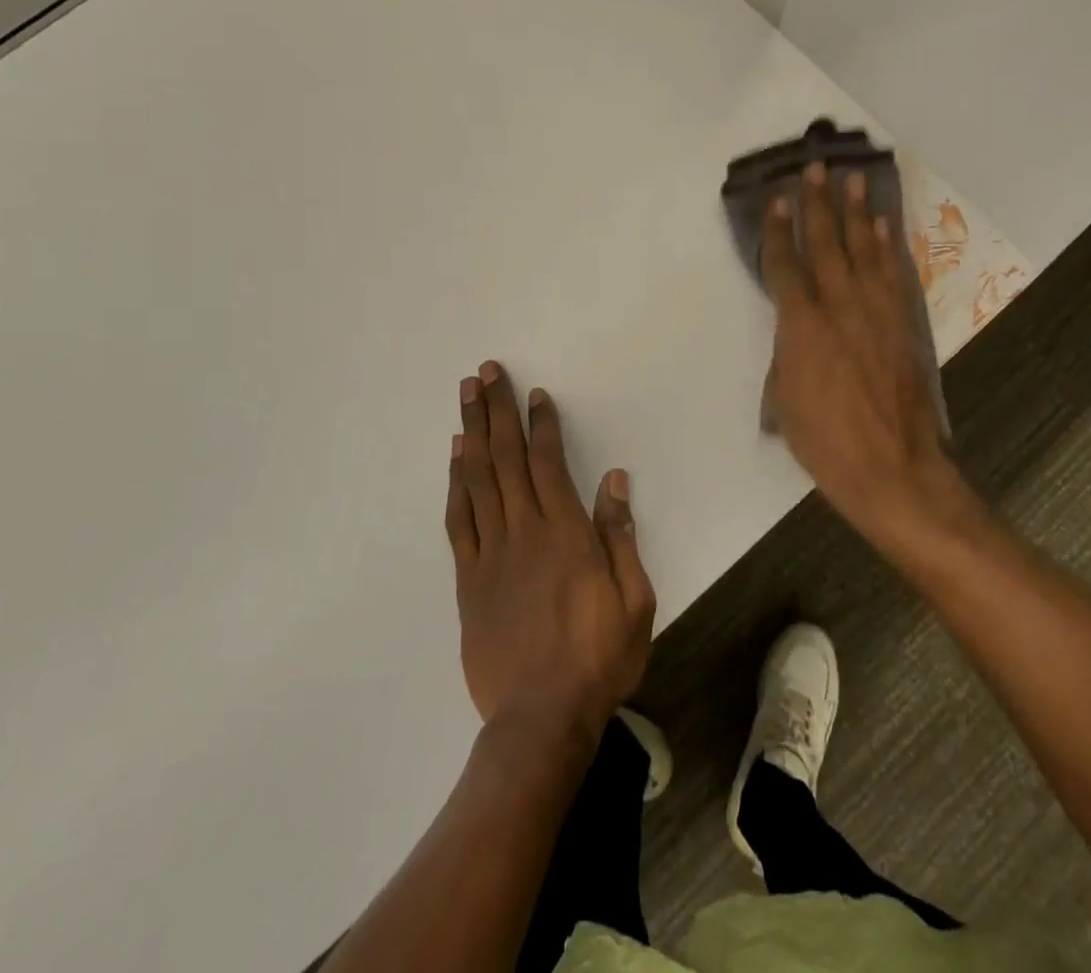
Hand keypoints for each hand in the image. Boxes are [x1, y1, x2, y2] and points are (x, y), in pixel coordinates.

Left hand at [445, 362, 655, 740]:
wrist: (540, 718)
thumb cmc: (598, 657)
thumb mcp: (634, 599)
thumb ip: (621, 536)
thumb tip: (614, 480)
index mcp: (566, 533)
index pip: (549, 462)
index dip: (541, 424)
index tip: (534, 394)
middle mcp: (524, 531)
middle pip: (506, 458)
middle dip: (496, 410)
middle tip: (486, 372)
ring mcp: (491, 553)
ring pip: (478, 479)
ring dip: (472, 432)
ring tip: (466, 396)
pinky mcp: (469, 579)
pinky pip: (459, 519)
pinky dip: (456, 482)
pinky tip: (456, 457)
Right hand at [761, 164, 984, 559]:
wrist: (893, 469)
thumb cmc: (826, 442)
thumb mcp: (784, 400)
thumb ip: (786, 353)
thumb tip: (794, 331)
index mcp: (801, 327)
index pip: (785, 267)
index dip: (777, 232)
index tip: (776, 200)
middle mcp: (839, 308)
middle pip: (826, 245)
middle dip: (819, 205)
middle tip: (816, 169)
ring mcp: (877, 313)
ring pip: (864, 251)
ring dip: (858, 213)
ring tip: (854, 181)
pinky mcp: (903, 324)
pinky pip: (893, 274)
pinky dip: (887, 246)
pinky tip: (883, 227)